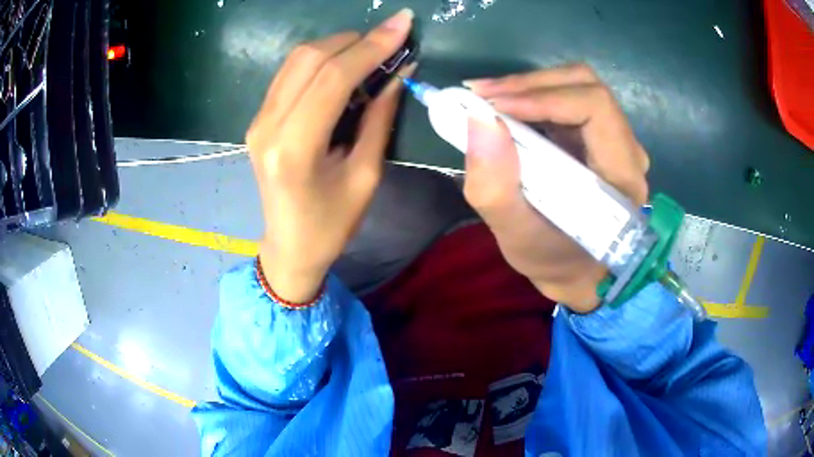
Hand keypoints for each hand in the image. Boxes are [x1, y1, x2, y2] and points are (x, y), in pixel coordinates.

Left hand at [247, 9, 414, 302]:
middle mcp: (268, 125)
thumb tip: (398, 72)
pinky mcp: (259, 118)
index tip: (404, 24)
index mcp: (294, 148)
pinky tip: (343, 65)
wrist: (289, 246)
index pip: (333, 77)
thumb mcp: (366, 176)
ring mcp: (258, 119)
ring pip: (297, 59)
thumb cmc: (331, 224)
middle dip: (356, 40)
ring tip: (371, 51)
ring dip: (338, 46)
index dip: (371, 46)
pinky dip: (320, 60)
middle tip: (392, 38)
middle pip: (310, 58)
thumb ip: (379, 118)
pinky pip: (290, 73)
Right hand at [463, 64, 649, 312]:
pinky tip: (504, 107)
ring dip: (528, 86)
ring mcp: (613, 138)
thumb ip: (495, 188)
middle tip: (480, 96)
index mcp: (622, 175)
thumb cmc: (553, 260)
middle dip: (529, 84)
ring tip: (487, 99)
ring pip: (576, 85)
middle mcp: (627, 149)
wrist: (574, 270)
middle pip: (585, 86)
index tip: (493, 107)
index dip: (544, 97)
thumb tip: (479, 120)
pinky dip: (532, 95)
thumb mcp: (517, 237)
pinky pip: (567, 98)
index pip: (595, 107)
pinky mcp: (596, 135)